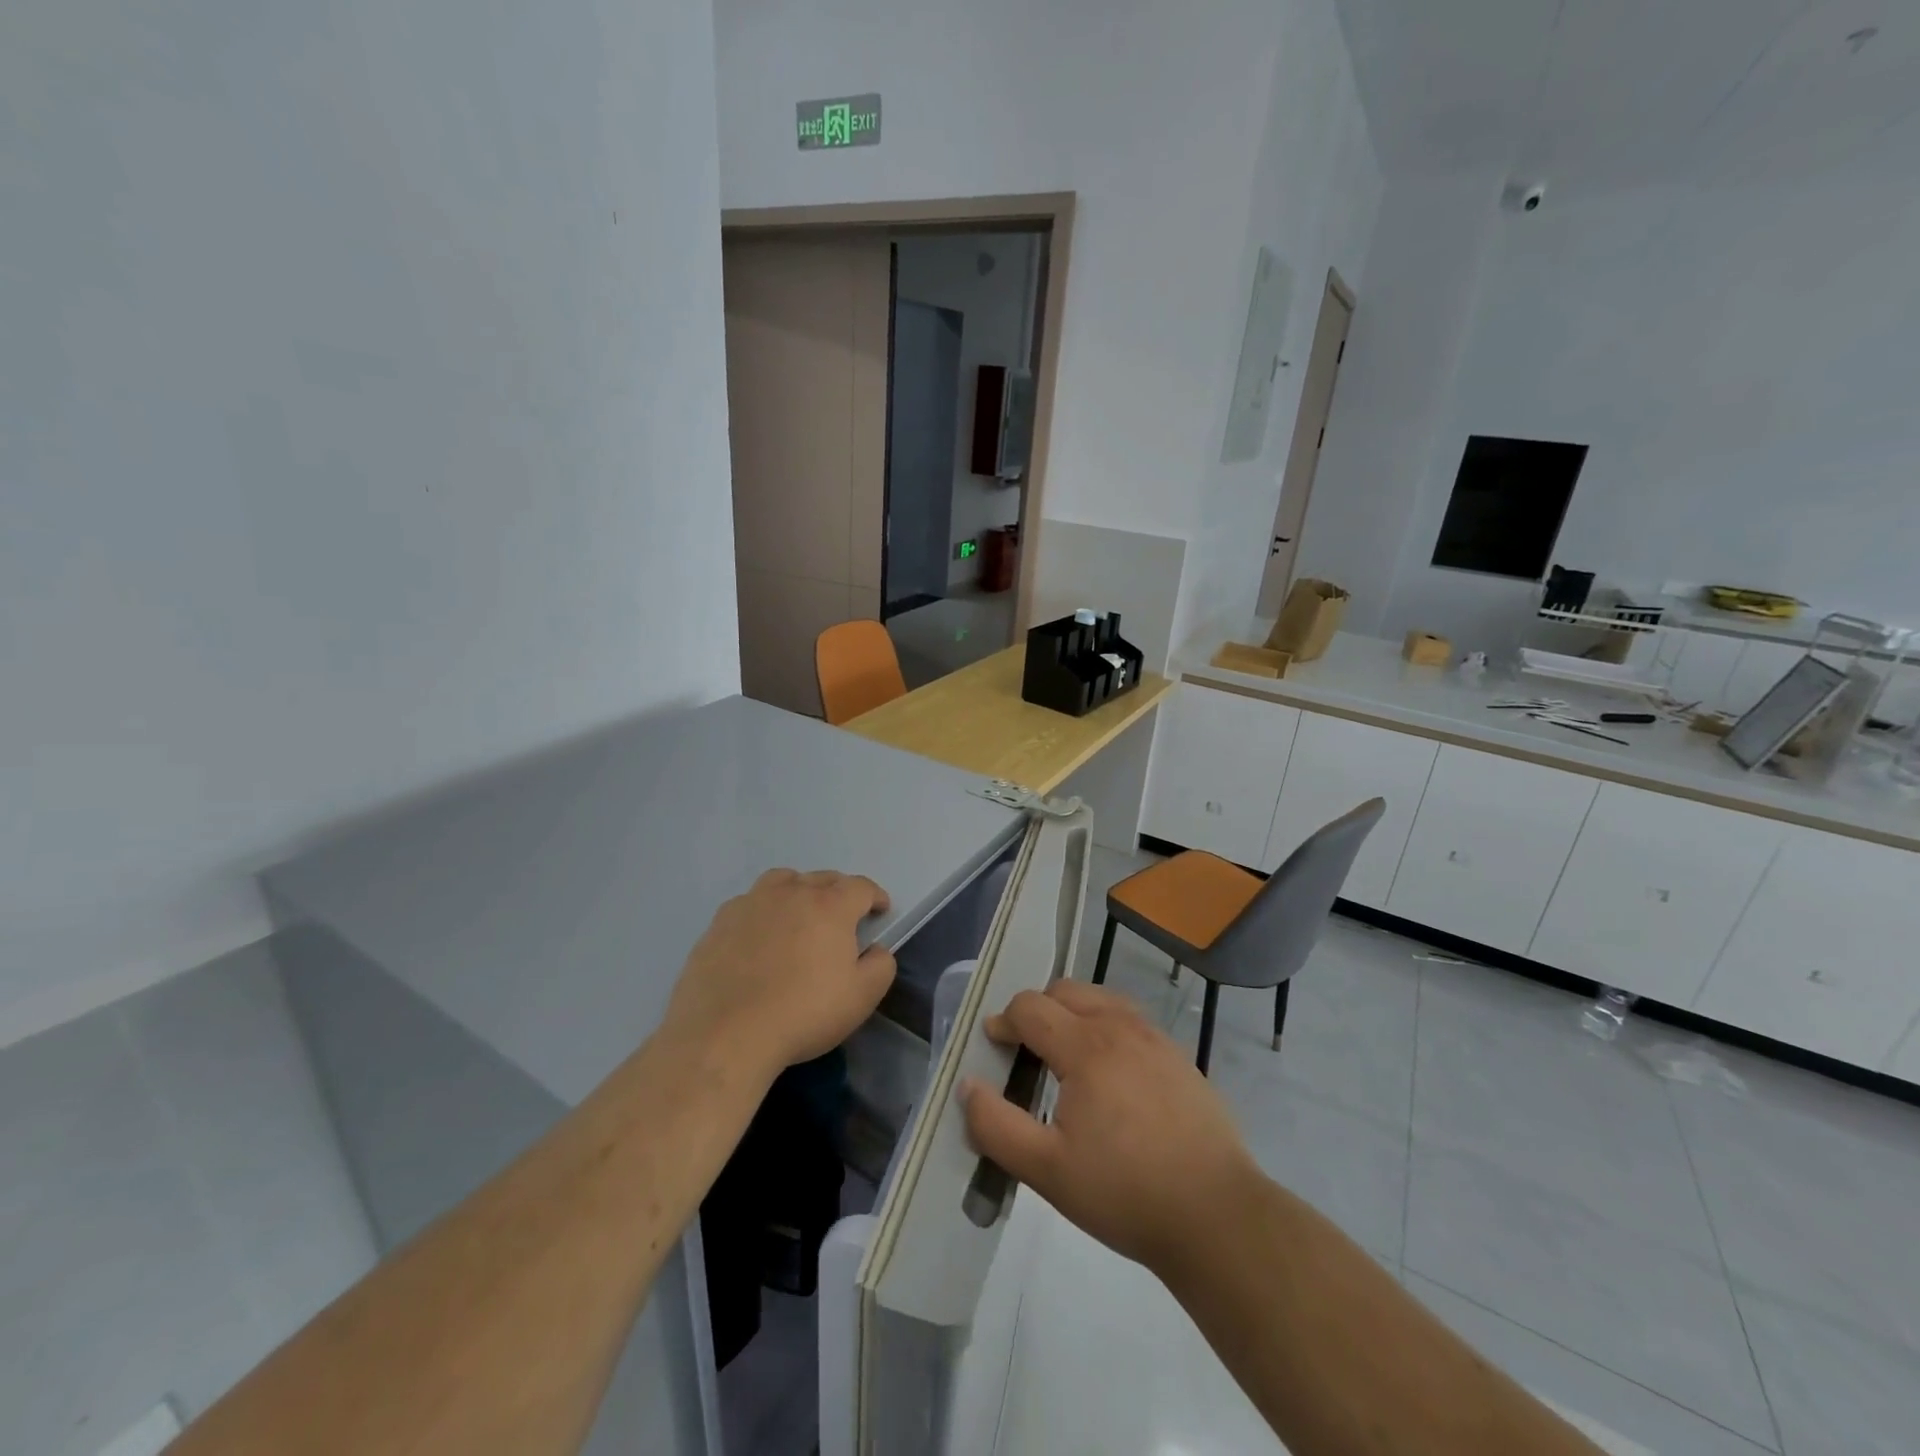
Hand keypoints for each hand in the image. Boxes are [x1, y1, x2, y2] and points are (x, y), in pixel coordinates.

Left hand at [664, 869, 894, 1080]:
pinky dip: (762, 912)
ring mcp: (751, 904)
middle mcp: (791, 893)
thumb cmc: (803, 1013)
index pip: (861, 887)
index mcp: (830, 906)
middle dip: (839, 892)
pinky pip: (749, 904)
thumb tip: (875, 949)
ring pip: (782, 882)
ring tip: (799, 915)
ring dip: (798, 891)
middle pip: (822, 878)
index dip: (875, 897)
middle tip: (842, 917)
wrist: (725, 1034)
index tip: (880, 911)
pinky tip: (759, 938)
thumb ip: (880, 965)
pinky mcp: (719, 923)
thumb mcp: (861, 997)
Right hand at [959, 981, 1259, 1277]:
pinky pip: (1131, 1021)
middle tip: (1026, 1050)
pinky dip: (1107, 1027)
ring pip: (1102, 1000)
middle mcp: (1120, 1027)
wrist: (1216, 1216)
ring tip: (1066, 1056)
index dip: (1004, 1021)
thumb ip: (996, 1126)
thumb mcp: (1046, 1170)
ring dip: (1074, 1013)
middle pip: (1066, 991)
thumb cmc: (1124, 1192)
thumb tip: (968, 1085)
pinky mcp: (1180, 1058)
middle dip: (1037, 1009)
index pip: (1031, 1007)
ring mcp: (1155, 1039)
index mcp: (1086, 1046)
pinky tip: (1111, 1074)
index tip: (994, 1045)